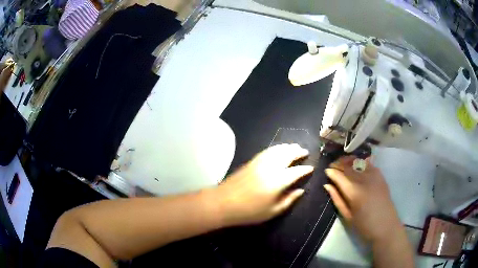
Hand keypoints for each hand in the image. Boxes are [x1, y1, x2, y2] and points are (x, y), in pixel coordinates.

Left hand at [217, 144, 313, 226]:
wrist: (223, 203)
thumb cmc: (249, 211)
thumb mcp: (273, 211)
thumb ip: (289, 200)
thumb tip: (301, 191)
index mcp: (279, 181)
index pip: (296, 171)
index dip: (305, 169)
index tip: (311, 168)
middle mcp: (271, 167)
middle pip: (288, 155)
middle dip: (298, 152)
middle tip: (305, 151)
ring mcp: (260, 162)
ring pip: (277, 150)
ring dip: (288, 147)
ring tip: (295, 146)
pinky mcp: (251, 161)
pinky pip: (267, 151)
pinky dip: (276, 148)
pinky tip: (278, 149)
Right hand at [324, 156, 400, 242]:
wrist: (386, 227)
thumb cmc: (364, 226)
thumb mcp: (347, 216)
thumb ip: (337, 199)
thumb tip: (327, 185)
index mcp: (354, 192)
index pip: (339, 175)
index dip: (331, 171)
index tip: (326, 171)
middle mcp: (364, 179)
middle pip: (348, 165)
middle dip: (338, 164)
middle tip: (332, 167)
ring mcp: (374, 175)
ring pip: (358, 161)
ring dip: (348, 161)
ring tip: (342, 164)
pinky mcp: (380, 176)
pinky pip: (368, 164)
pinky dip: (360, 162)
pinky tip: (356, 166)